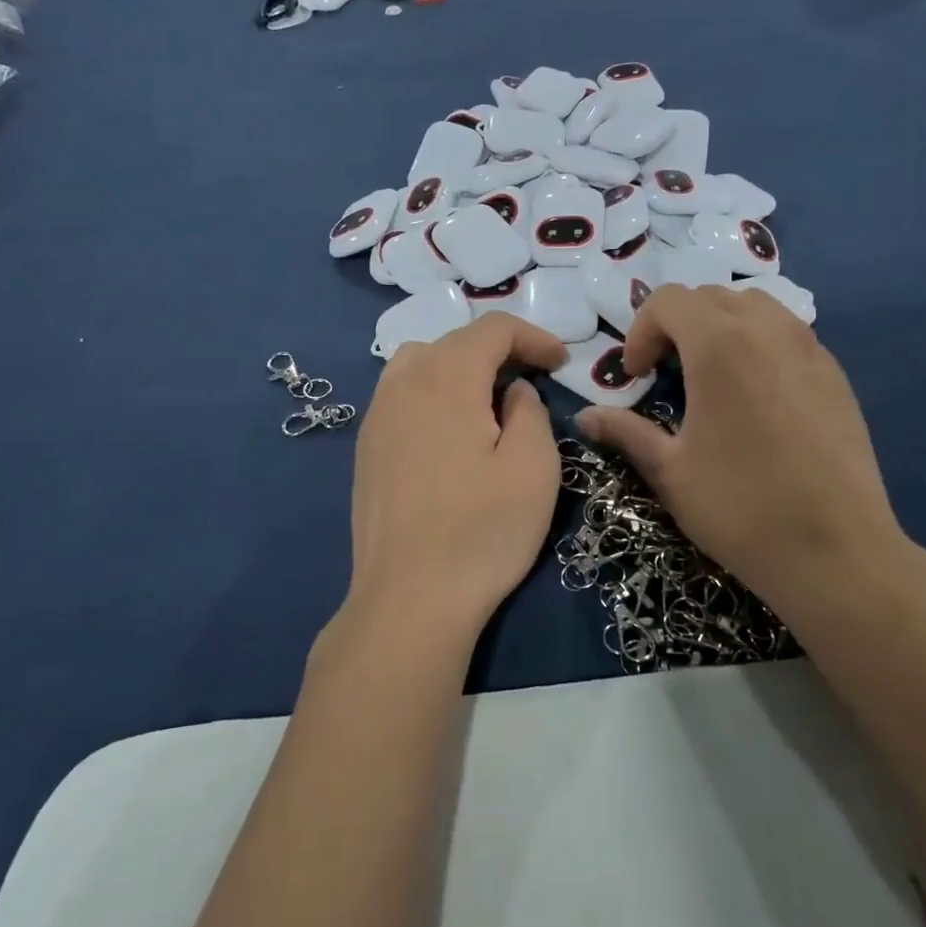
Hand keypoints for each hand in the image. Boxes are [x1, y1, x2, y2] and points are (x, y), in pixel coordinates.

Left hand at [337, 313, 566, 653]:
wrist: (410, 598)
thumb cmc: (482, 531)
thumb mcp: (534, 467)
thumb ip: (530, 410)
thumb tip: (513, 390)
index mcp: (447, 378)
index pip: (492, 328)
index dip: (533, 336)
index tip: (560, 364)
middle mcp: (404, 383)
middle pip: (454, 340)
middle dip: (498, 351)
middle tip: (531, 383)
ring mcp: (377, 415)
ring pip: (419, 363)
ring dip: (459, 368)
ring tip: (486, 402)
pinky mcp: (366, 447)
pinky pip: (400, 394)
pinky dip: (430, 393)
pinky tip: (447, 432)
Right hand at [577, 285, 911, 614]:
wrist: (836, 551)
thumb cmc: (740, 507)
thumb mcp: (669, 471)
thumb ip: (624, 432)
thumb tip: (584, 418)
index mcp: (720, 344)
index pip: (669, 300)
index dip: (640, 331)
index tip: (636, 375)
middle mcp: (768, 330)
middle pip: (711, 296)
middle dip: (677, 324)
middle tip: (665, 372)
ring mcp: (810, 348)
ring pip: (755, 306)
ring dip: (720, 326)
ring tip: (710, 374)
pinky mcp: (836, 374)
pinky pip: (788, 333)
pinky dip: (758, 343)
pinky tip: (755, 395)